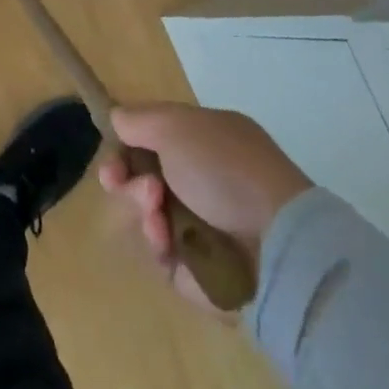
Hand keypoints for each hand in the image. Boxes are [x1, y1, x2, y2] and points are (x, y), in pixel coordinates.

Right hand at [99, 102, 312, 310]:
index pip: (152, 141)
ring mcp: (201, 227)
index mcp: (204, 142)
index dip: (126, 146)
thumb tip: (118, 118)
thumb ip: (140, 119)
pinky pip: (160, 252)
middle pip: (143, 178)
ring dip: (142, 208)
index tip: (113, 153)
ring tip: (155, 210)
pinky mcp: (198, 269)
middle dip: (129, 179)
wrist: (276, 242)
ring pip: (147, 215)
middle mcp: (201, 181)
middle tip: (134, 184)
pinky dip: (156, 241)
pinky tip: (163, 236)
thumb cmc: (225, 169)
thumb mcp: (177, 125)